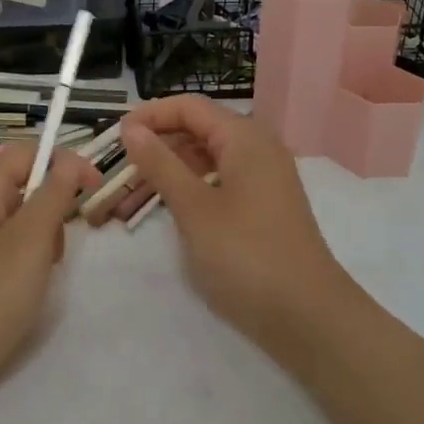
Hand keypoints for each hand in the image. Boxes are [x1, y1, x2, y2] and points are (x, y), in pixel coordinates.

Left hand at [0, 141, 99, 407]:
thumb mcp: (31, 240)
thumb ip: (54, 194)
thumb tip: (69, 158)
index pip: (30, 151)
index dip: (66, 162)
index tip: (96, 190)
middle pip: (24, 184)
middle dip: (52, 209)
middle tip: (56, 251)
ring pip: (18, 219)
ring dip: (41, 240)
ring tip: (39, 277)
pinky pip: (4, 247)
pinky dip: (23, 261)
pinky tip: (22, 292)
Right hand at [120, 96, 358, 354]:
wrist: (307, 315)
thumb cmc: (245, 255)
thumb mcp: (194, 208)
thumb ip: (161, 164)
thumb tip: (132, 129)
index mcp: (245, 138)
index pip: (190, 107)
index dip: (151, 115)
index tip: (115, 136)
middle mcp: (258, 148)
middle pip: (200, 128)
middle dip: (158, 142)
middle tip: (120, 166)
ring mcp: (265, 178)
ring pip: (209, 157)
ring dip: (171, 167)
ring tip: (134, 191)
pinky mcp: (265, 205)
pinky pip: (221, 180)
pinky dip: (192, 186)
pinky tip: (170, 206)